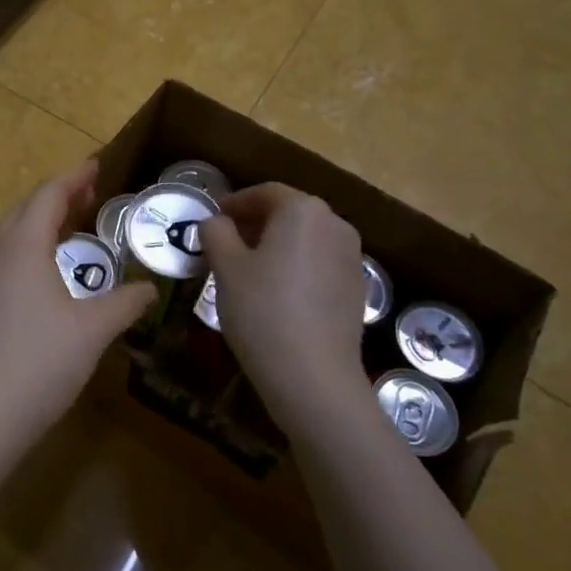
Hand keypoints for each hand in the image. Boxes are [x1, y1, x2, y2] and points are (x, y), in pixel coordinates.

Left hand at [0, 161, 155, 438]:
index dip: (74, 177)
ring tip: (73, 229)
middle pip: (26, 209)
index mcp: (22, 245)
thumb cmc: (40, 360)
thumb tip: (149, 290)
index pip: (49, 194)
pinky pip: (4, 260)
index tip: (97, 166)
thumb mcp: (93, 330)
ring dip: (41, 224)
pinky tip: (48, 275)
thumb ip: (125, 303)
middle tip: (90, 195)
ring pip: (11, 235)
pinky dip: (29, 250)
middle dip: (58, 196)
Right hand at [202, 184, 368, 433]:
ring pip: (305, 240)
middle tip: (225, 242)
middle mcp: (335, 225)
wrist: (314, 377)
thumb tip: (216, 222)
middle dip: (255, 223)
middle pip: (289, 213)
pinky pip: (319, 265)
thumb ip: (216, 232)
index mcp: (303, 211)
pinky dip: (295, 267)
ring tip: (246, 269)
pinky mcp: (356, 290)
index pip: (265, 193)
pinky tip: (274, 294)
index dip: (235, 202)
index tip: (213, 217)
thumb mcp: (225, 267)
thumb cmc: (262, 310)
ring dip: (275, 245)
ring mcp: (351, 259)